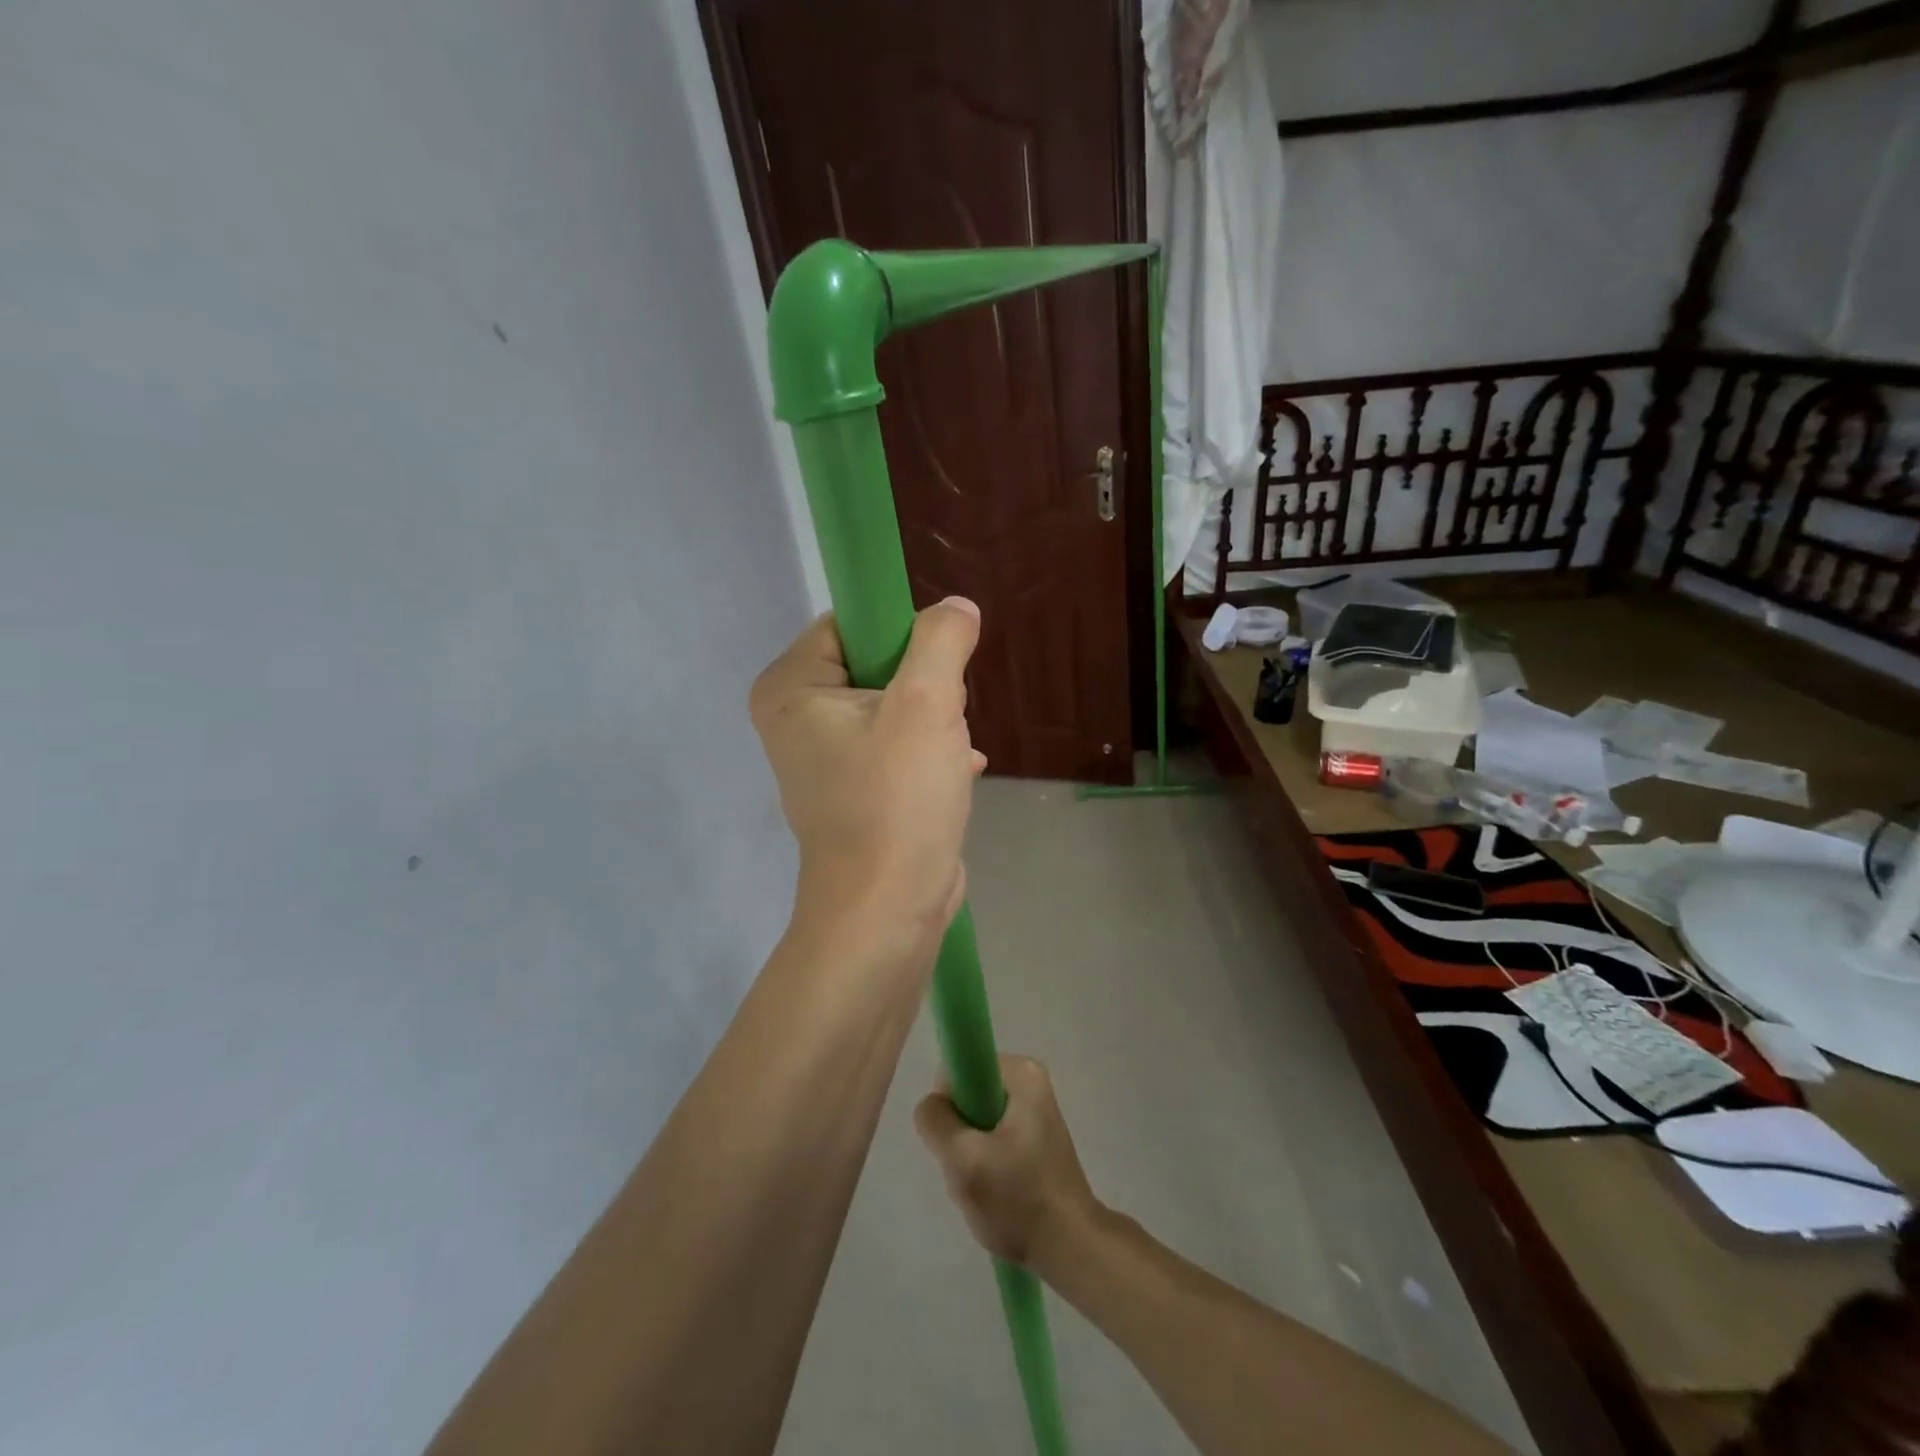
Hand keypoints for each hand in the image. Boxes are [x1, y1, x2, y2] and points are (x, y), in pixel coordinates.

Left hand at [750, 598, 985, 962]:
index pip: (850, 623)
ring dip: (935, 722)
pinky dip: (930, 753)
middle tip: (945, 717)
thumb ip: (942, 640)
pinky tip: (961, 770)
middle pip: (876, 664)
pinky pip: (897, 747)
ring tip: (952, 752)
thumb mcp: (928, 705)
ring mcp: (825, 759)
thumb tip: (955, 607)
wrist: (887, 913)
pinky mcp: (855, 791)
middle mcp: (797, 719)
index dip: (902, 634)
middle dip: (925, 687)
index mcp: (790, 688)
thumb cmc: (896, 801)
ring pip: (895, 707)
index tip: (938, 667)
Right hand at [914, 1055, 1100, 1274]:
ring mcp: (1036, 1110)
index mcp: (1022, 1072)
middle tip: (970, 1170)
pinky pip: (993, 1137)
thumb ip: (935, 1121)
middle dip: (960, 1134)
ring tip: (983, 1186)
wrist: (1071, 1248)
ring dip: (970, 1153)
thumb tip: (932, 1105)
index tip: (954, 1141)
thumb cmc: (1018, 1200)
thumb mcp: (963, 1160)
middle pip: (968, 1096)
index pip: (960, 1069)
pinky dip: (985, 1163)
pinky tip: (995, 1191)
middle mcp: (1031, 1081)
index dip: (948, 1104)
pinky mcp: (1036, 1137)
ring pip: (977, 1121)